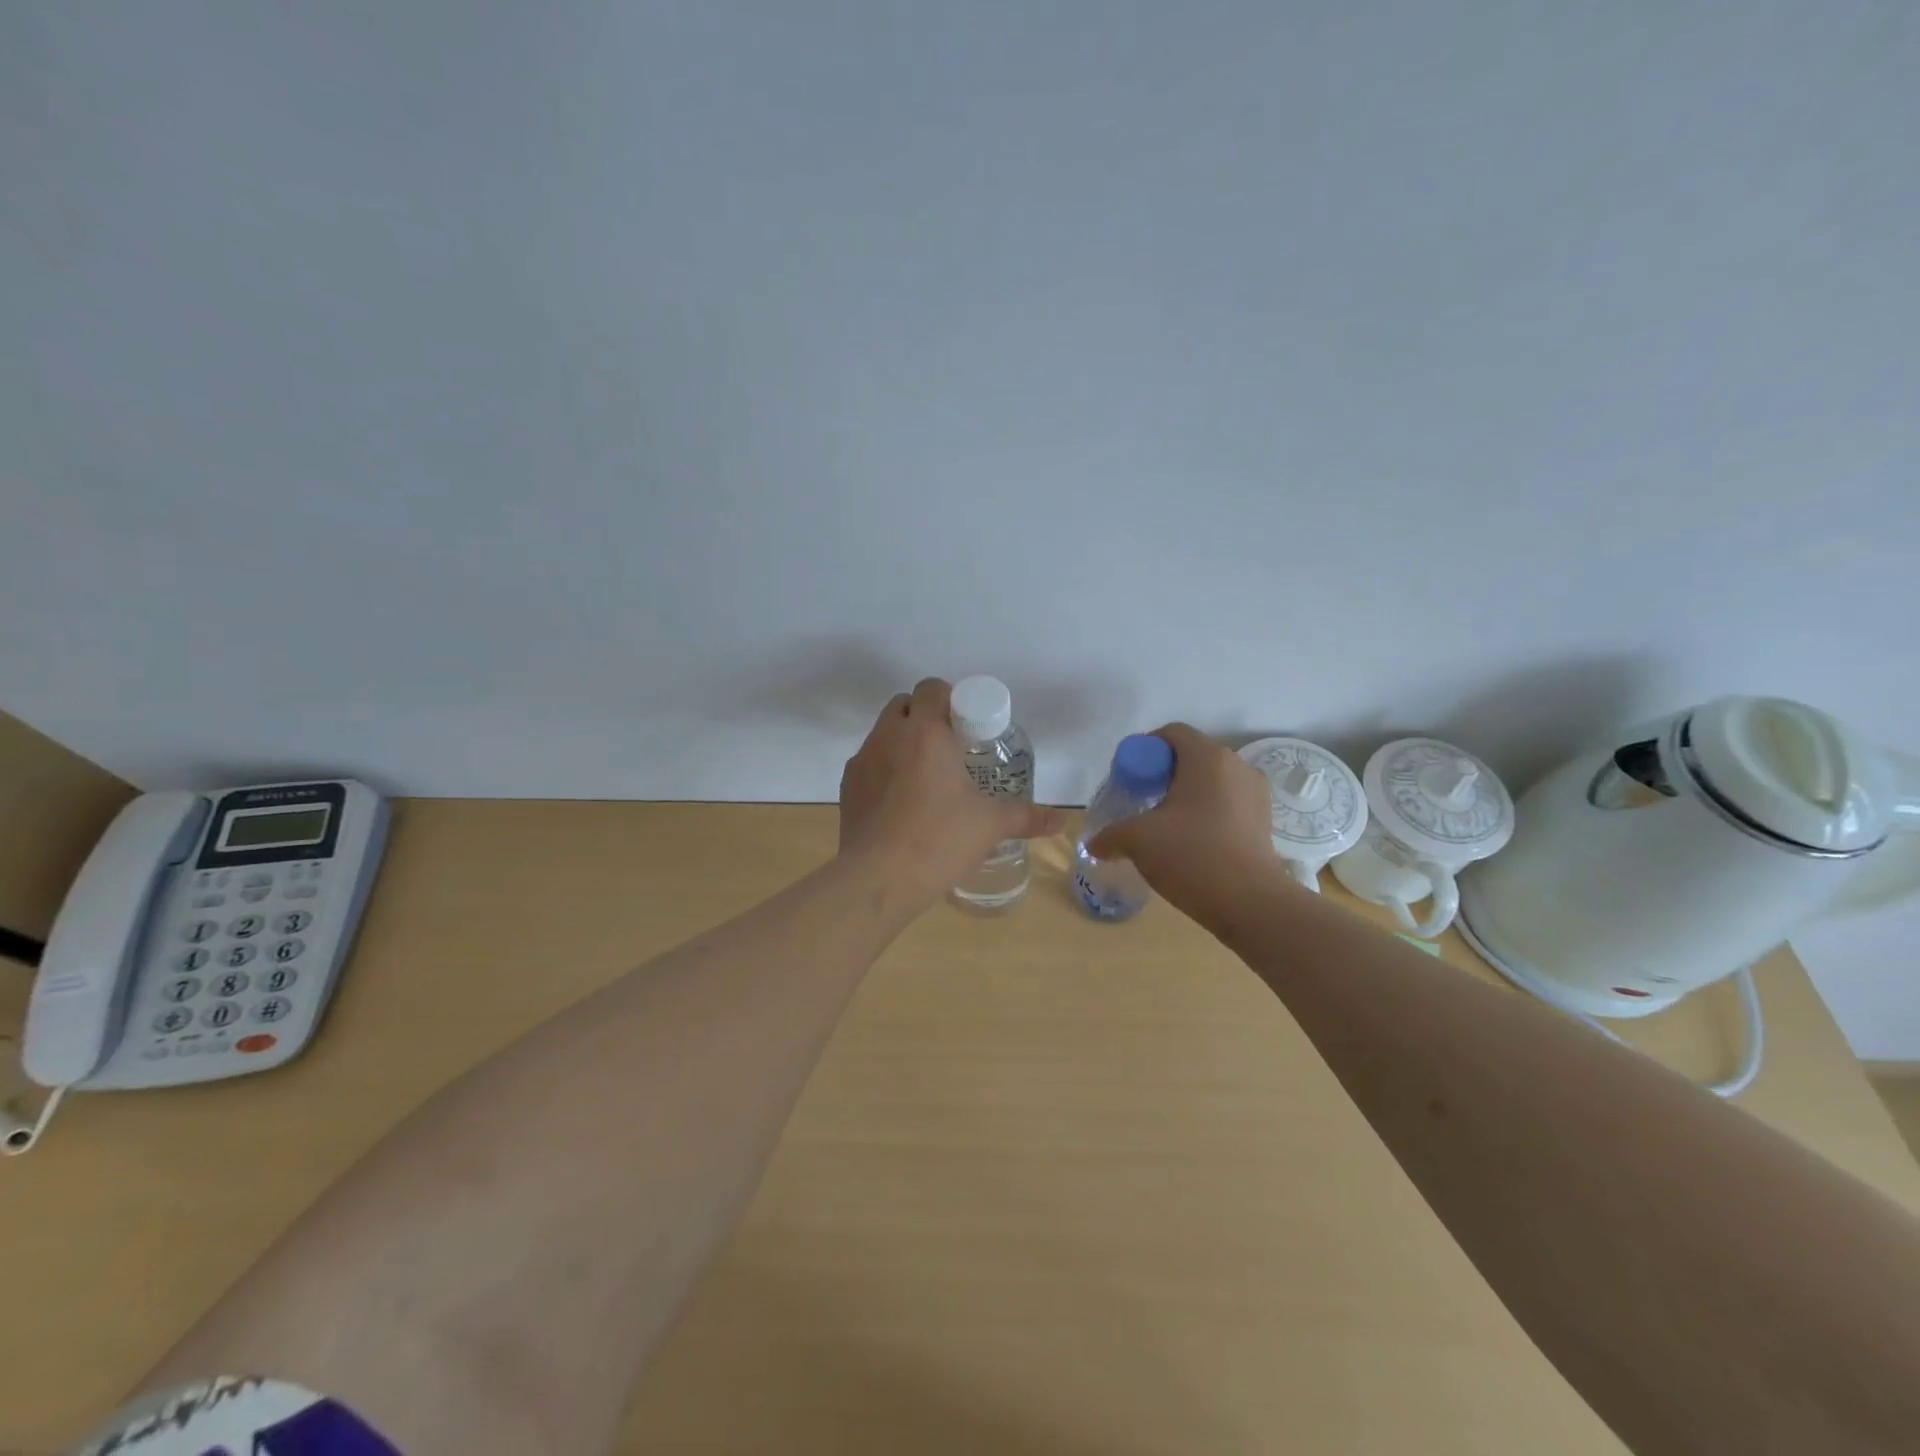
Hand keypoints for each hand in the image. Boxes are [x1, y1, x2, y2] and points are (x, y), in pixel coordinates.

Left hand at [839, 678, 1064, 908]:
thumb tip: (1060, 821)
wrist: (879, 879)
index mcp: (925, 732)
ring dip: (903, 743)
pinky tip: (901, 805)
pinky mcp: (847, 787)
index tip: (966, 727)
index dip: (950, 699)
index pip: (931, 688)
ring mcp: (862, 761)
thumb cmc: (940, 839)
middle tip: (950, 750)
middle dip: (925, 718)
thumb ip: (1027, 817)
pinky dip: (884, 771)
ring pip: (883, 734)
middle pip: (904, 705)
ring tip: (926, 780)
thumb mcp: (991, 825)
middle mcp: (889, 736)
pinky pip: (868, 764)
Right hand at [1086, 723, 1285, 928]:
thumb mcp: (1138, 840)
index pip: (1172, 733)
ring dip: (1187, 797)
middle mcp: (1237, 766)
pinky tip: (1192, 844)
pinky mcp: (1265, 822)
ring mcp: (1256, 795)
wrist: (1250, 903)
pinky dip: (1207, 815)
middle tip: (1142, 803)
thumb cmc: (1191, 855)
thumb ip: (1111, 835)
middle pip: (1192, 758)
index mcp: (1207, 758)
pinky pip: (1228, 805)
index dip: (1145, 750)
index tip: (1129, 779)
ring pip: (1211, 783)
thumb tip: (1095, 844)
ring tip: (1166, 827)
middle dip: (1163, 776)